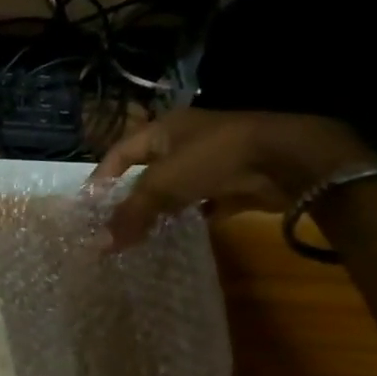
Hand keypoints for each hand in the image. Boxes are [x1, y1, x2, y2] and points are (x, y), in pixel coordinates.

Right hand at [89, 109, 376, 248]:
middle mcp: (186, 142)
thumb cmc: (214, 158)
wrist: (288, 160)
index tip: (87, 207)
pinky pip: (203, 203)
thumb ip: (131, 214)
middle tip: (112, 226)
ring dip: (160, 211)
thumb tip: (99, 246)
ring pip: (176, 189)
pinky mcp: (236, 183)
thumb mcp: (163, 184)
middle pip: (147, 172)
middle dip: (130, 199)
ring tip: (140, 236)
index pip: (120, 153)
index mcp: (164, 129)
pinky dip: (190, 218)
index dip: (101, 178)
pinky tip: (178, 236)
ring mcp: (213, 162)